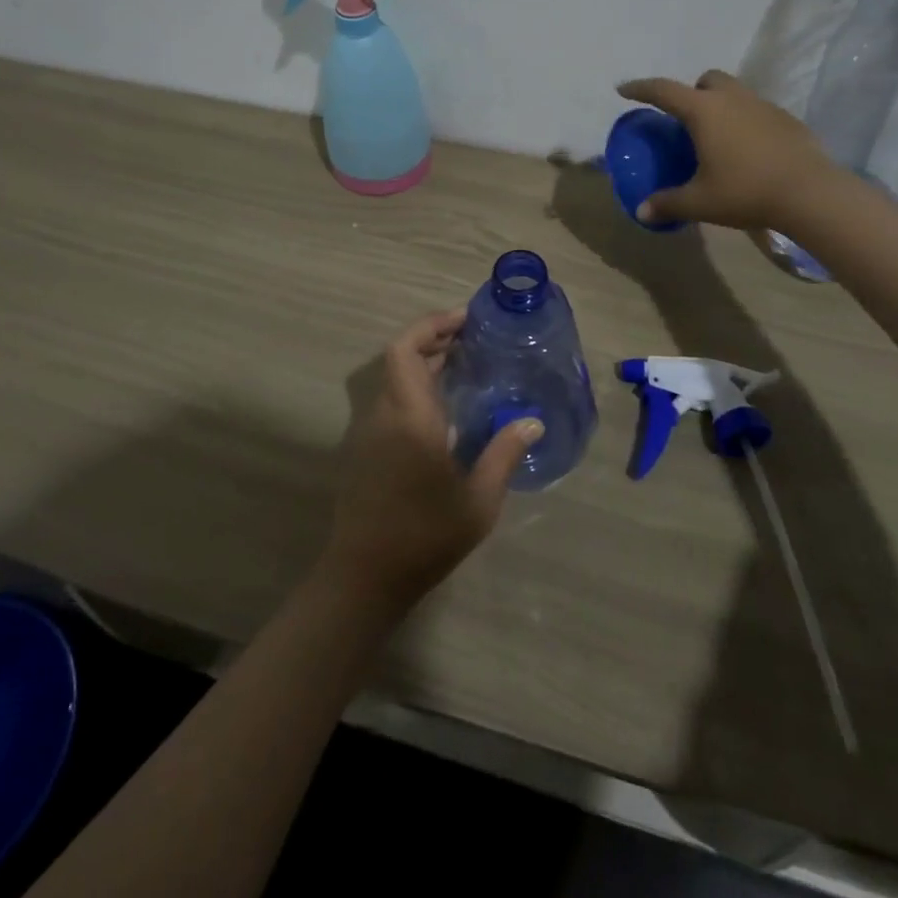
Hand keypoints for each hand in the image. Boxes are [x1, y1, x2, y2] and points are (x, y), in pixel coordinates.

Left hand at [323, 309, 541, 612]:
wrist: (364, 577)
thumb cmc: (425, 535)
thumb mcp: (478, 500)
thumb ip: (504, 454)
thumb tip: (533, 422)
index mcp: (410, 417)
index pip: (406, 349)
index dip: (431, 325)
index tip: (465, 320)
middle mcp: (384, 414)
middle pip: (399, 357)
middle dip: (434, 339)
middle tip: (473, 340)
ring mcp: (370, 432)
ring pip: (393, 379)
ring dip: (424, 363)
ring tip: (465, 368)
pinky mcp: (366, 450)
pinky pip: (391, 402)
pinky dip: (415, 388)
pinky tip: (445, 410)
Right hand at [616, 70, 836, 231]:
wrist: (810, 193)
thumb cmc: (745, 191)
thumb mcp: (700, 202)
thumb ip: (668, 203)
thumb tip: (642, 212)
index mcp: (704, 111)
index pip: (663, 90)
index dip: (640, 88)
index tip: (624, 89)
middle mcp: (733, 99)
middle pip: (707, 80)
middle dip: (692, 92)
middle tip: (686, 120)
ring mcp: (764, 106)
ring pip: (735, 93)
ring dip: (721, 106)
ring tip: (717, 138)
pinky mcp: (787, 120)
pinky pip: (757, 111)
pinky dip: (745, 122)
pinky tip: (748, 152)